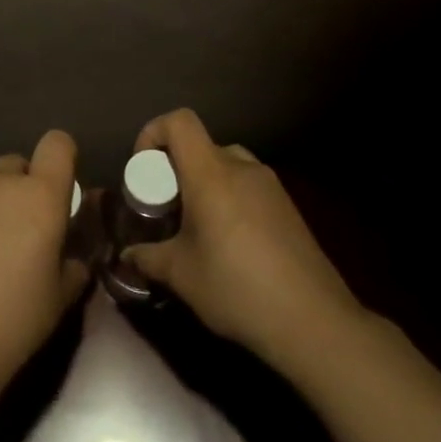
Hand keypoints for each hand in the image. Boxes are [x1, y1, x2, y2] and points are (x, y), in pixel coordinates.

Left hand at [0, 130, 88, 397]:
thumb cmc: (13, 324)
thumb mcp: (59, 298)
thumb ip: (71, 265)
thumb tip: (70, 256)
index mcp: (40, 197)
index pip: (57, 144)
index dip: (59, 157)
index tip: (55, 181)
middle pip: (14, 161)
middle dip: (17, 185)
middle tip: (10, 223)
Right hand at [125, 108, 363, 367]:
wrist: (313, 320)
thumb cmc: (236, 288)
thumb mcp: (180, 275)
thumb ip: (148, 258)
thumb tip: (127, 255)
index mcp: (211, 173)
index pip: (180, 121)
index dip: (154, 133)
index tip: (143, 170)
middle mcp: (243, 167)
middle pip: (202, 146)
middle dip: (177, 169)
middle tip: (166, 208)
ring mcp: (271, 186)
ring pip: (227, 167)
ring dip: (205, 185)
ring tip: (197, 228)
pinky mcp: (289, 207)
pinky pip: (249, 187)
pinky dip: (230, 200)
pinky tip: (230, 245)